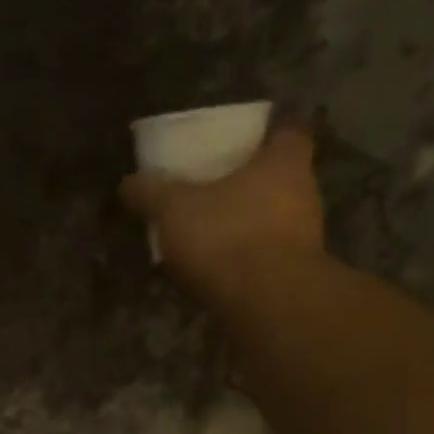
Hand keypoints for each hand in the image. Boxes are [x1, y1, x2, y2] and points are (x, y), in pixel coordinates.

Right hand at [118, 127, 325, 294]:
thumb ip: (151, 193)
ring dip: (248, 225)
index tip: (246, 141)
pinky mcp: (295, 276)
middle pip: (281, 179)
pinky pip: (267, 258)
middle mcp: (305, 194)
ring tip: (210, 235)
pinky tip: (218, 271)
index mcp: (285, 161)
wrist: (266, 301)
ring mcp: (306, 239)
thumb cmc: (226, 234)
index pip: (290, 132)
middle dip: (251, 184)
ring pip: (274, 221)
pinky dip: (246, 260)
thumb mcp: (174, 208)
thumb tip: (128, 183)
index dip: (269, 134)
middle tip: (216, 190)